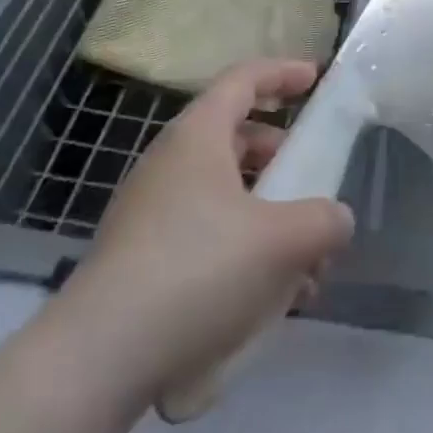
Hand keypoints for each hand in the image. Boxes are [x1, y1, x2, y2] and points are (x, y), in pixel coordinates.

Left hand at [38, 59, 355, 415]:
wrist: (96, 359)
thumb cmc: (197, 271)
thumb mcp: (281, 242)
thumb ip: (323, 222)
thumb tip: (336, 220)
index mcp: (197, 136)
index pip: (243, 79)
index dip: (283, 73)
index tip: (315, 79)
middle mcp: (169, 162)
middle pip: (235, 138)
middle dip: (281, 158)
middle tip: (311, 184)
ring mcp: (148, 211)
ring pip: (222, 192)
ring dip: (266, 215)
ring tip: (301, 265)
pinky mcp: (139, 258)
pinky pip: (202, 232)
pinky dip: (239, 247)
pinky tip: (264, 299)